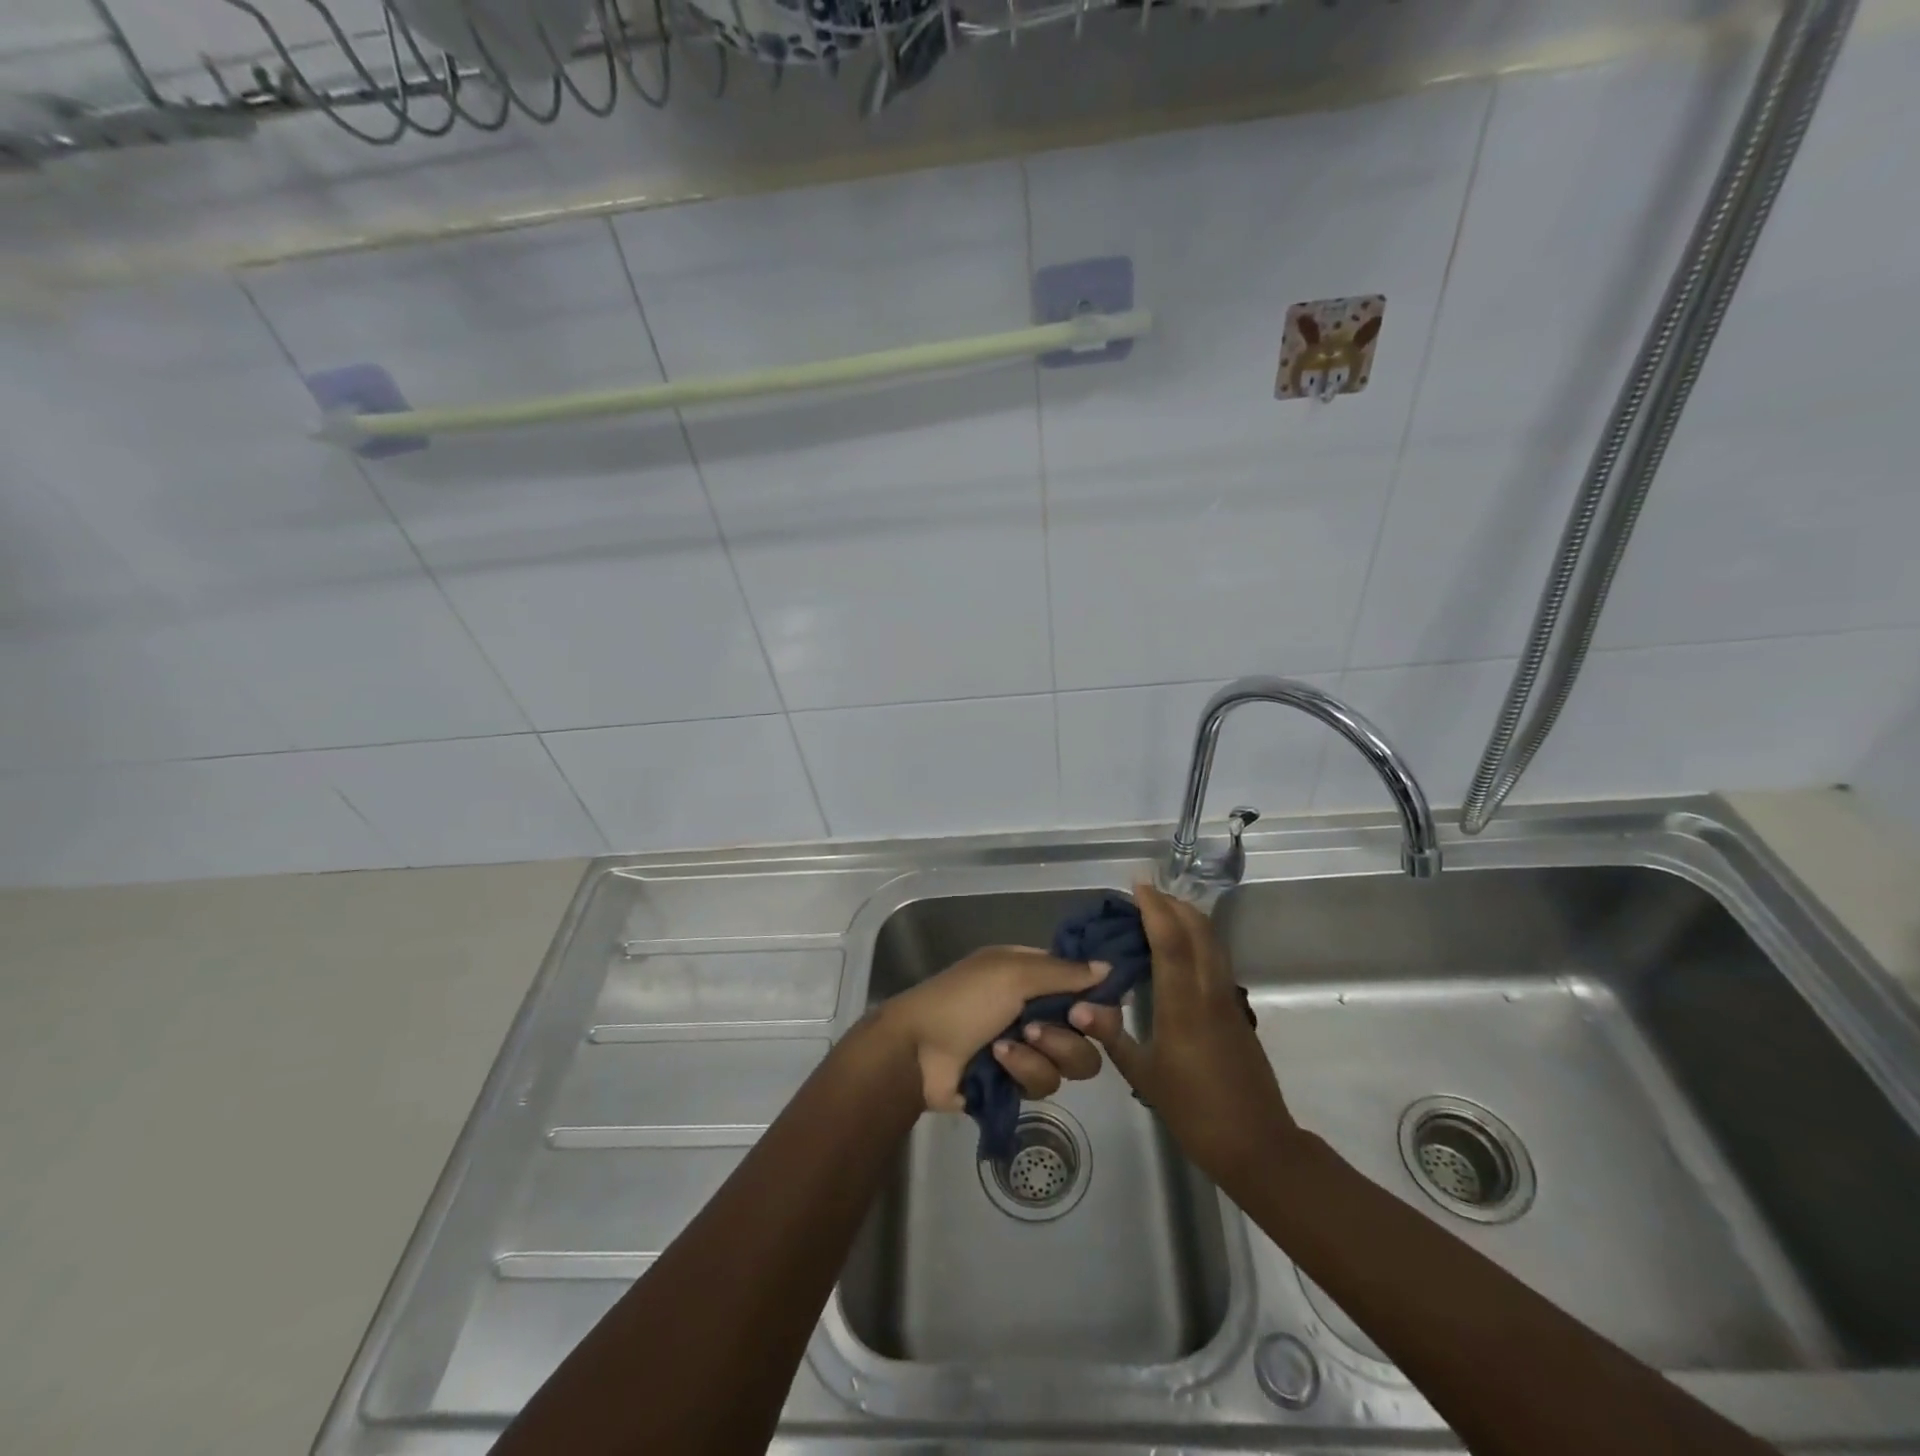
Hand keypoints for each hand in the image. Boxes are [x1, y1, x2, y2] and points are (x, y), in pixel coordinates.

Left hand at [873, 947, 1109, 1111]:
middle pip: (1089, 1031)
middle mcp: (1037, 1008)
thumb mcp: (1012, 973)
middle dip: (1071, 1033)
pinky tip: (996, 1062)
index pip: (1085, 985)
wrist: (917, 1051)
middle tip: (1052, 1027)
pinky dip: (1021, 1071)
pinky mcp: (1018, 1083)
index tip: (1089, 1009)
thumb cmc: (963, 999)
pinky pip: (1044, 1084)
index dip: (1096, 1000)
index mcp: (1034, 974)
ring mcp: (1029, 1047)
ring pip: (1071, 1062)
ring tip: (1007, 1045)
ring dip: (1042, 1053)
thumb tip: (1110, 968)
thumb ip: (1064, 972)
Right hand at [1069, 881, 1297, 1184]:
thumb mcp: (1145, 1076)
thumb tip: (1077, 1005)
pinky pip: (1216, 959)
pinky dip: (1197, 939)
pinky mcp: (1236, 1011)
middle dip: (1173, 904)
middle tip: (1144, 893)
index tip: (1137, 886)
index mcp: (1184, 1005)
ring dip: (1188, 918)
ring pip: (1212, 942)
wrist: (1257, 1144)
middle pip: (1198, 930)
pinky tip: (1178, 950)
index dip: (1155, 909)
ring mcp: (1228, 999)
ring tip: (1159, 911)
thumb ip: (1112, 1035)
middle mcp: (1210, 992)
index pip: (1171, 941)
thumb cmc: (1194, 1111)